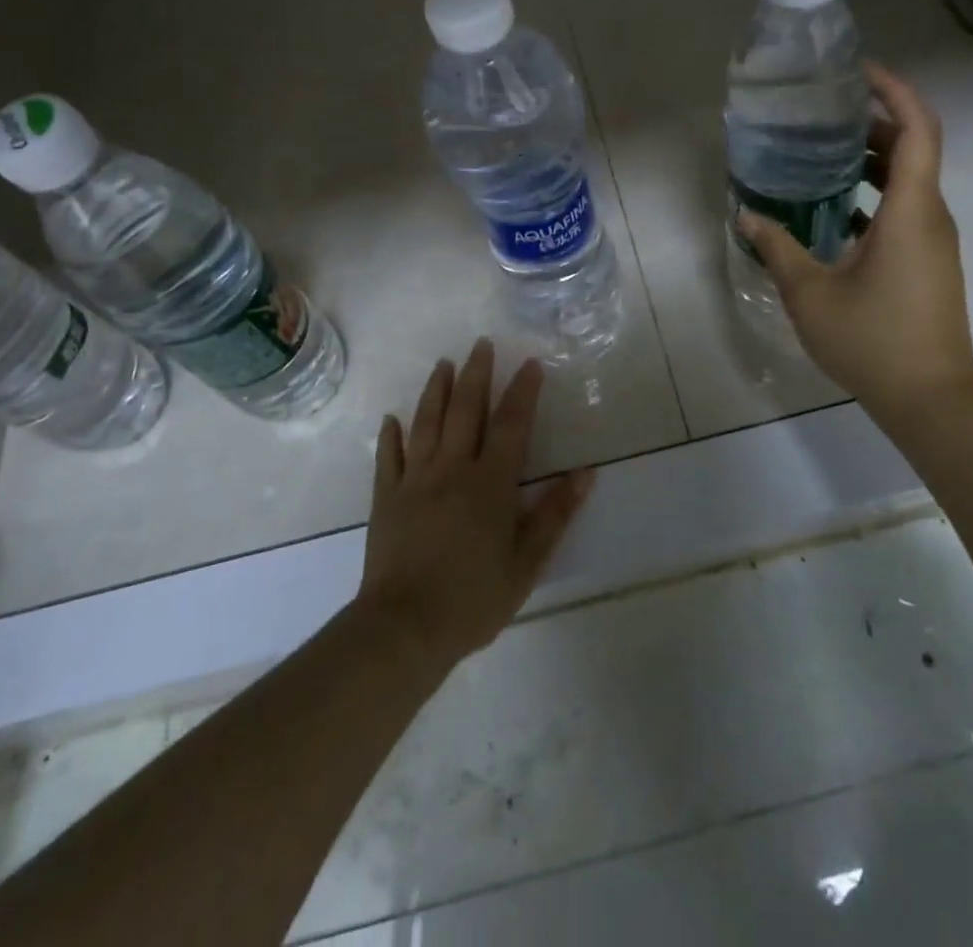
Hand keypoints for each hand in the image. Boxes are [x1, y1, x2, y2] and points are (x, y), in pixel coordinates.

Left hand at [356, 339, 593, 669]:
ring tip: (443, 364)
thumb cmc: (474, 598)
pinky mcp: (386, 499)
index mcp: (490, 483)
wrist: (404, 629)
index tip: (531, 364)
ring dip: (436, 390)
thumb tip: (586, 473)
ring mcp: (414, 481)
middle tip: (481, 344)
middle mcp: (451, 470)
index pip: (511, 425)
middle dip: (476, 374)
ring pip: (426, 424)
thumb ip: (555, 514)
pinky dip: (390, 436)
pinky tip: (392, 419)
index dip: (523, 392)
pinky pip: (388, 458)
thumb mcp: (527, 563)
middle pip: (465, 411)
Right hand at [737, 61, 972, 412]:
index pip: (917, 129)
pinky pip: (905, 210)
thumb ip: (777, 248)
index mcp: (911, 211)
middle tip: (822, 114)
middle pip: (913, 148)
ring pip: (909, 181)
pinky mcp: (929, 263)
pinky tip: (831, 211)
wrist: (930, 399)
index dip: (894, 91)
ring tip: (819, 155)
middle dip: (871, 123)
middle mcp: (931, 217)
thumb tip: (746, 215)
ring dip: (870, 161)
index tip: (857, 72)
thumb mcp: (810, 293)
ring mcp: (934, 242)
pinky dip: (873, 195)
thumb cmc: (872, 340)